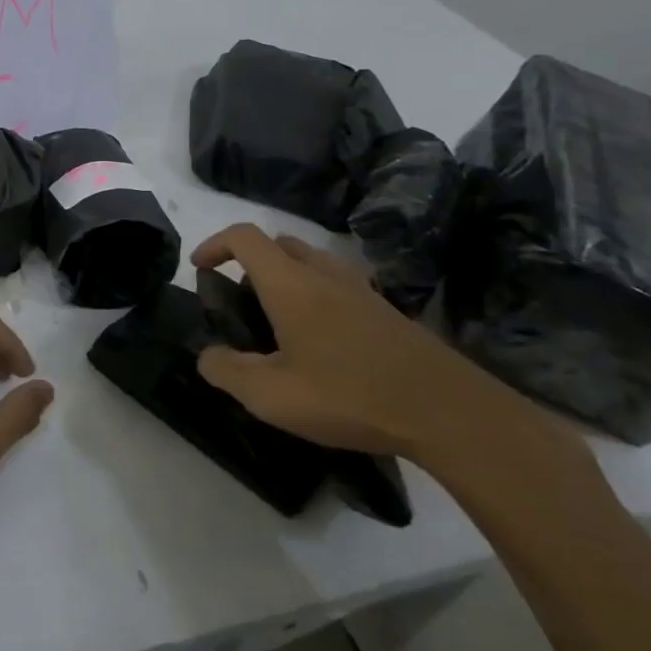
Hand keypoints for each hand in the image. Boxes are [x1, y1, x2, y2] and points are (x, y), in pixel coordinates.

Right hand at [191, 223, 558, 467]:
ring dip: (286, 276)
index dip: (214, 244)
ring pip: (313, 262)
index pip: (243, 237)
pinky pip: (340, 286)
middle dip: (250, 260)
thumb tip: (207, 355)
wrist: (451, 413)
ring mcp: (361, 291)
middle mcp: (323, 275)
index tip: (200, 269)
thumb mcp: (270, 396)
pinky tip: (322, 342)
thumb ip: (226, 371)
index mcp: (289, 283)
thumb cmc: (349, 396)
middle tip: (240, 298)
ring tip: (278, 321)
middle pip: (279, 243)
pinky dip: (318, 296)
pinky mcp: (388, 313)